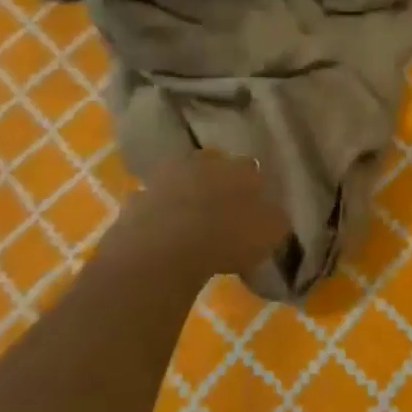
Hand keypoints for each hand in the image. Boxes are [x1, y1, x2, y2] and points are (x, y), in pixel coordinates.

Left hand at [115, 149, 290, 277]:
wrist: (164, 248)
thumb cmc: (227, 237)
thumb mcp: (270, 232)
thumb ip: (274, 218)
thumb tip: (274, 214)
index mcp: (239, 168)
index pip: (251, 168)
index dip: (252, 186)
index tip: (254, 204)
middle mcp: (202, 163)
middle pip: (212, 166)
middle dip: (216, 182)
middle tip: (221, 207)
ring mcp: (165, 178)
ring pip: (180, 180)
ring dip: (185, 195)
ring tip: (190, 222)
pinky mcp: (137, 199)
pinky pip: (152, 204)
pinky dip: (158, 215)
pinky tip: (163, 234)